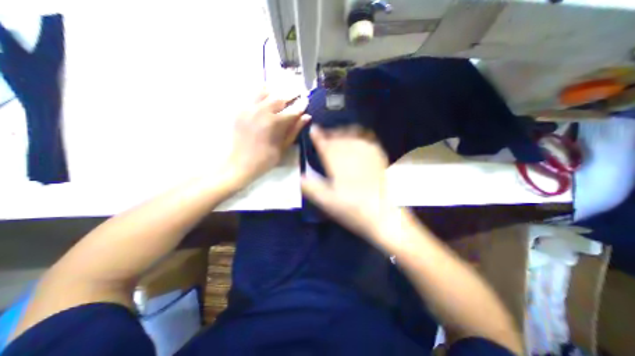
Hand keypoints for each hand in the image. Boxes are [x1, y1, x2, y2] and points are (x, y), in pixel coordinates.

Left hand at [225, 91, 310, 185]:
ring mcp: (249, 109)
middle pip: (279, 98)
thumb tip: (306, 117)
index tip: (307, 100)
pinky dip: (261, 93)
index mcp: (274, 123)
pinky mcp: (240, 110)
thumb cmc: (266, 159)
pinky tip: (267, 95)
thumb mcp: (283, 147)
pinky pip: (252, 96)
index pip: (292, 110)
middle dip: (290, 95)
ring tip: (282, 95)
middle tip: (298, 94)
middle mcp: (261, 112)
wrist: (241, 163)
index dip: (301, 105)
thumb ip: (294, 130)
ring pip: (265, 93)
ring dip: (276, 93)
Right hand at [300, 125, 394, 241]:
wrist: (381, 214)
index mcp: (337, 165)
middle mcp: (351, 156)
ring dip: (344, 132)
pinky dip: (361, 136)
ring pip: (353, 137)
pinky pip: (369, 141)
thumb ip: (311, 188)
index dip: (318, 137)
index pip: (325, 146)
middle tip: (325, 133)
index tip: (313, 129)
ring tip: (339, 133)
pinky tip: (359, 138)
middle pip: (339, 138)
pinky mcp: (379, 158)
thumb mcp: (327, 202)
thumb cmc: (351, 209)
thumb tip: (299, 177)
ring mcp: (366, 155)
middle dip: (330, 133)